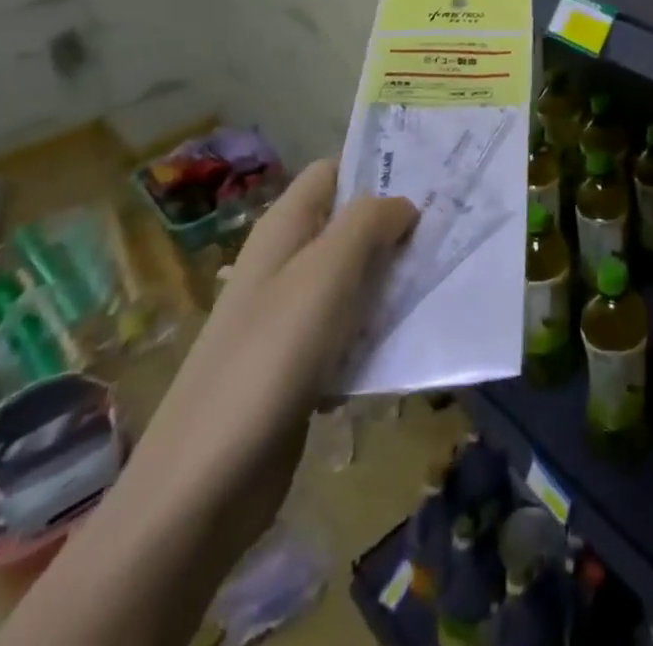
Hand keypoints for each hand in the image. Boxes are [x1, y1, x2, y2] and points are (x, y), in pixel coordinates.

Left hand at [121, 159, 416, 544]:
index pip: (333, 172)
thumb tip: (404, 205)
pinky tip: (404, 346)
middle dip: (397, 228)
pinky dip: (376, 333)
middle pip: (350, 226)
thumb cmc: (269, 357)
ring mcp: (291, 317)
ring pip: (356, 280)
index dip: (376, 167)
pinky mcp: (301, 366)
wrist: (202, 485)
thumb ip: (369, 222)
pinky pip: (351, 332)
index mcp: (285, 230)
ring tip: (440, 284)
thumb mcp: (326, 272)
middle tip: (450, 233)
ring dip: (393, 283)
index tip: (430, 179)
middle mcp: (287, 264)